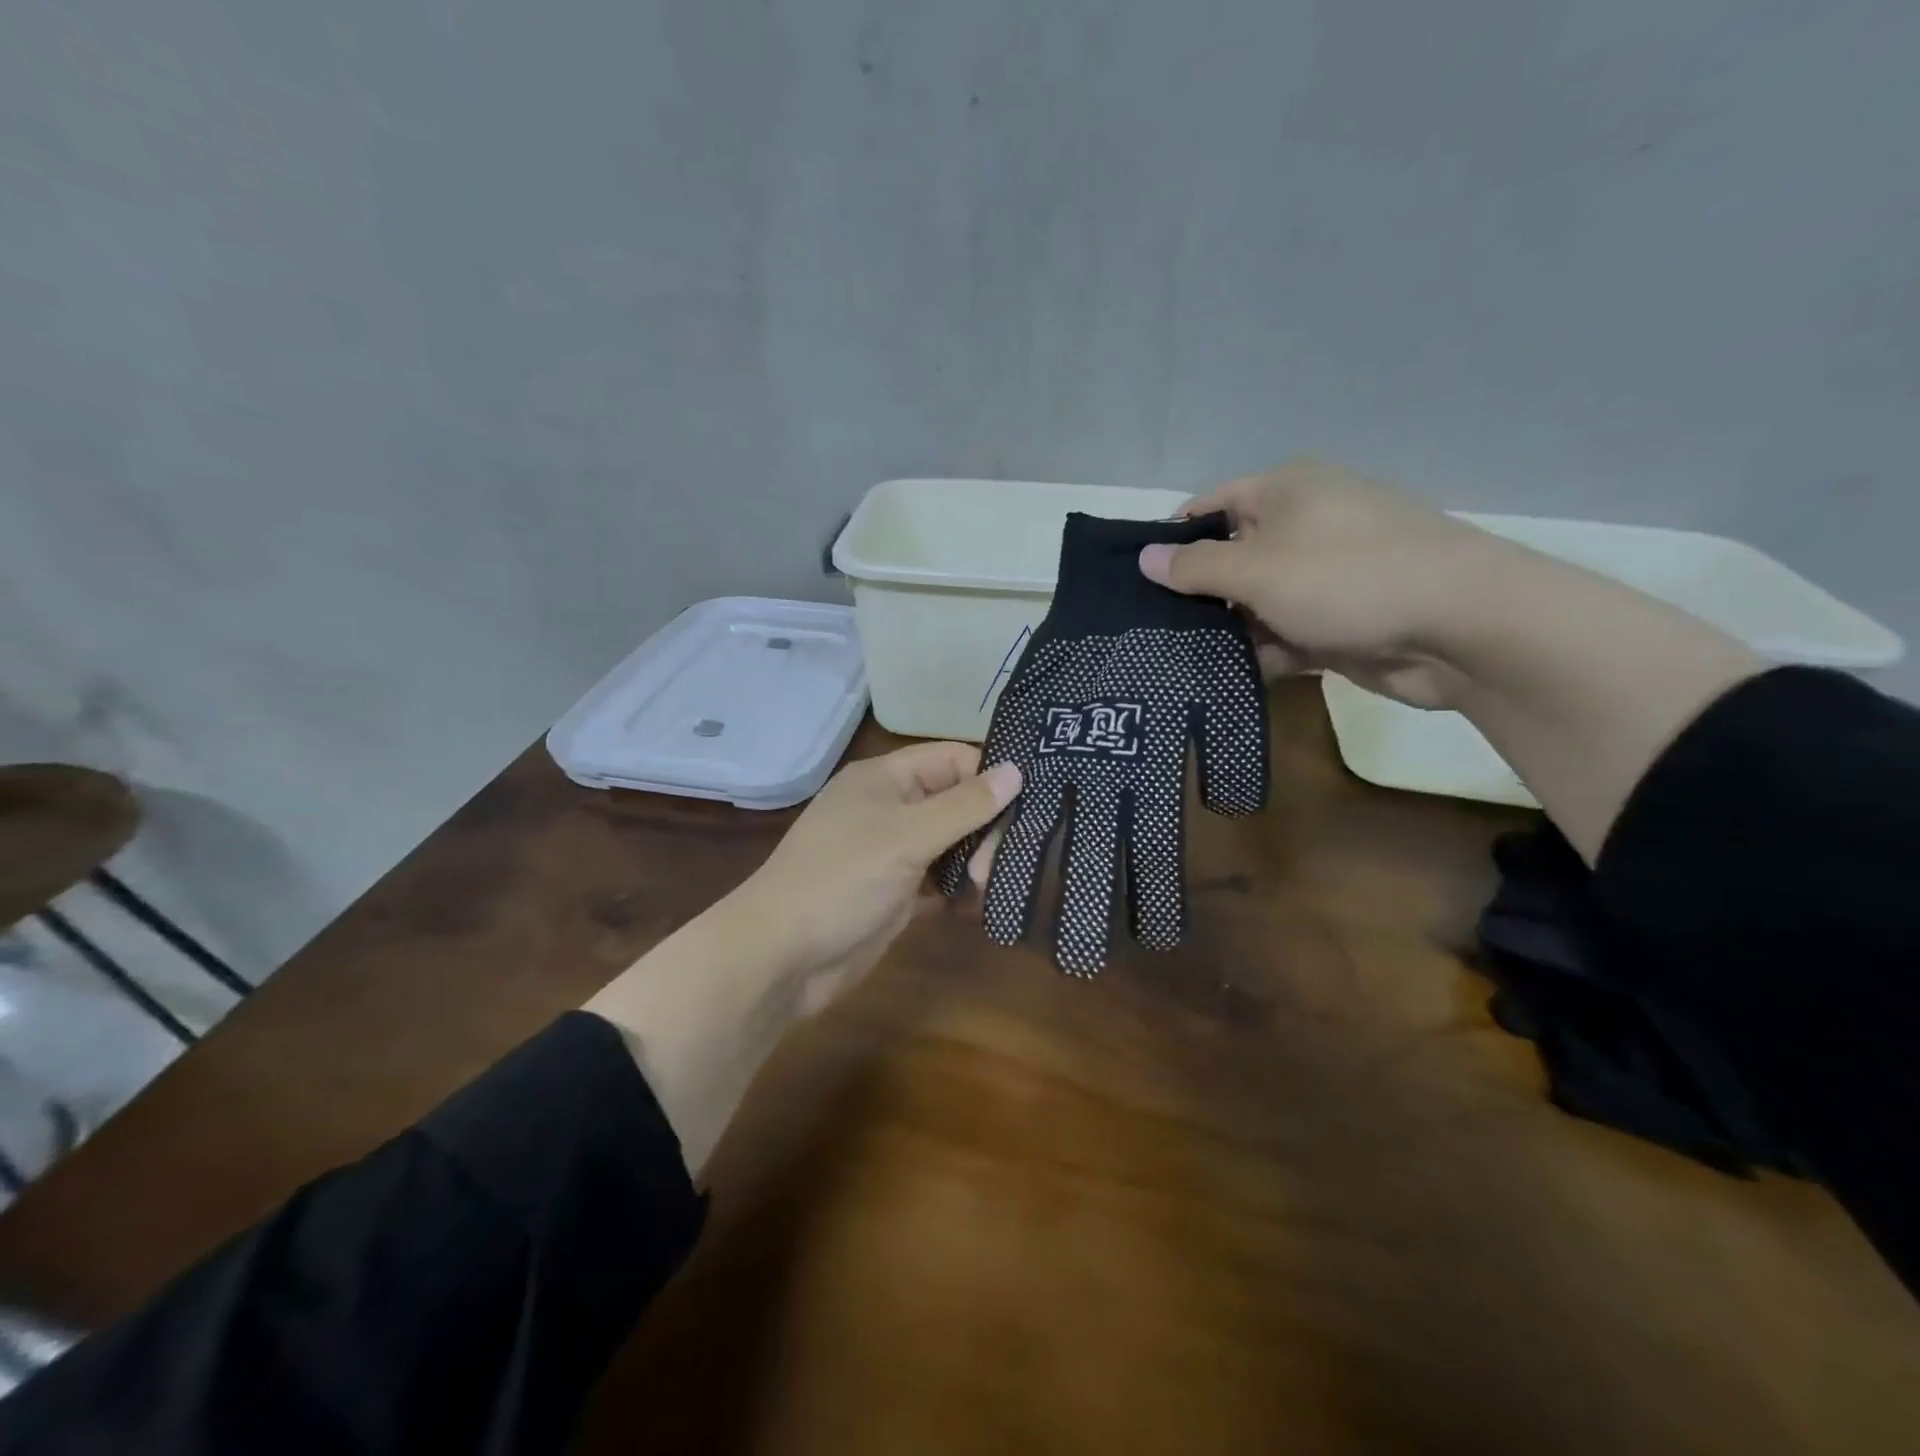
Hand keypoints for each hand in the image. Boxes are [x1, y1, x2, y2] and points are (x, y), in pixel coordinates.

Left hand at [727, 743, 1021, 1012]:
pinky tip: (979, 905)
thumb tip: (1017, 770)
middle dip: (986, 828)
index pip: (953, 759)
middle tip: (999, 864)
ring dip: (977, 860)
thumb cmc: (842, 879)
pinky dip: (959, 890)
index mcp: (886, 778)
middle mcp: (890, 808)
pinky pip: (938, 881)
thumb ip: (965, 805)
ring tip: (991, 886)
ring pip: (950, 843)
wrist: (781, 956)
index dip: (989, 776)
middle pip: (956, 802)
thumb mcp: (907, 835)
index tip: (1029, 806)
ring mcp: (891, 852)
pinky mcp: (895, 893)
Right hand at [1137, 461, 1512, 708]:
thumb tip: (1144, 558)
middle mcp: (1304, 526)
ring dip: (1227, 630)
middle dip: (1196, 594)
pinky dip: (1262, 653)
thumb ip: (1195, 567)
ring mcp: (1325, 576)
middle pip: (1231, 557)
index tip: (1137, 581)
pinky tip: (1227, 678)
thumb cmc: (1346, 578)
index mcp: (1286, 491)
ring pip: (1256, 602)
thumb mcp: (1256, 569)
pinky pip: (1285, 633)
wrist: (1459, 626)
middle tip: (1149, 630)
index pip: (1210, 506)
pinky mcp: (1340, 620)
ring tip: (1177, 661)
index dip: (1172, 539)